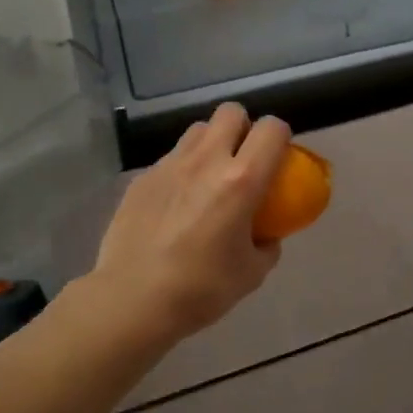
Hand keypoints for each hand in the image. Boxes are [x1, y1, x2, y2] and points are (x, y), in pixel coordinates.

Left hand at [91, 103, 289, 345]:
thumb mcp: (252, 273)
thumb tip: (266, 234)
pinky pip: (170, 158)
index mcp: (242, 180)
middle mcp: (206, 161)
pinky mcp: (142, 178)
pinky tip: (176, 204)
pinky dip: (182, 170)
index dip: (280, 136)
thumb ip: (267, 244)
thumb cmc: (201, 289)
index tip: (279, 158)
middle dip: (243, 127)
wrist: (132, 300)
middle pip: (231, 112)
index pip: (271, 129)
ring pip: (197, 130)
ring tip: (209, 176)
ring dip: (211, 144)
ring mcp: (169, 166)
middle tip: (243, 159)